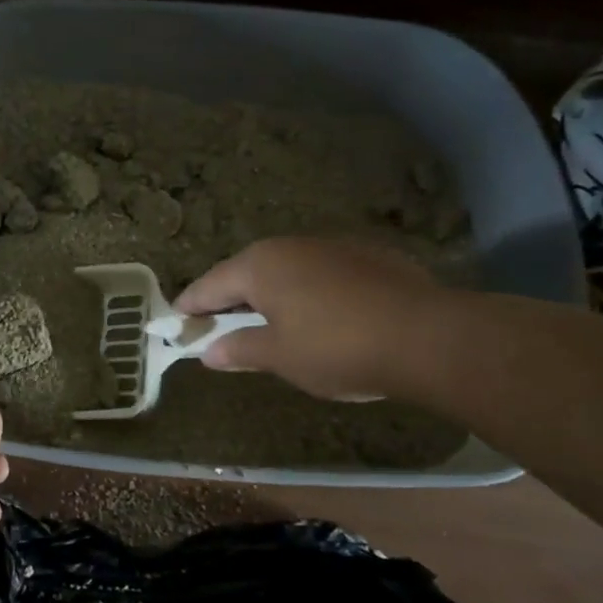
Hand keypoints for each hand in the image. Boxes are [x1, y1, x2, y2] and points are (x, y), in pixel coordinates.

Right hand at [174, 237, 449, 401]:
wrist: (427, 337)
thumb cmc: (336, 348)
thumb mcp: (279, 356)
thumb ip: (239, 349)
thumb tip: (208, 352)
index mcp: (260, 265)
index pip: (210, 285)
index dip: (190, 306)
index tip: (175, 321)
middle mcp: (292, 246)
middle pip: (247, 272)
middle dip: (229, 299)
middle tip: (217, 326)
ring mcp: (334, 246)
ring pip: (287, 270)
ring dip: (271, 295)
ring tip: (268, 323)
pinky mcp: (370, 256)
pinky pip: (322, 273)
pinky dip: (308, 293)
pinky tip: (320, 317)